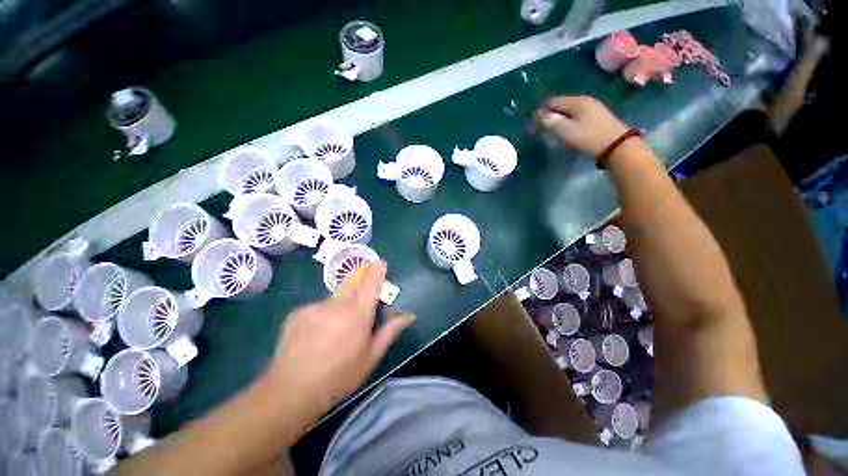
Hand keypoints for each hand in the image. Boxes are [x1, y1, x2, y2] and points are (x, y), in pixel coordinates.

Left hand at [267, 261, 414, 413]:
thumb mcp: (371, 356)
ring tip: (335, 329)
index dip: (377, 270)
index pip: (371, 283)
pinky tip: (317, 334)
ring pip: (334, 297)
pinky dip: (322, 315)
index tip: (381, 262)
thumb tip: (409, 315)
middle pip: (352, 281)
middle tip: (361, 293)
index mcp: (357, 314)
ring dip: (340, 304)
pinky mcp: (298, 313)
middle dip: (360, 278)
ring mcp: (315, 307)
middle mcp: (336, 304)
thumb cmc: (340, 376)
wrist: (291, 391)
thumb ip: (390, 331)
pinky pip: (317, 307)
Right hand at [533, 96, 630, 155]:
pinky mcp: (598, 115)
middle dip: (550, 113)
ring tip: (552, 128)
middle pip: (561, 103)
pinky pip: (577, 113)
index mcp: (576, 102)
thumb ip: (551, 122)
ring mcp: (593, 106)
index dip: (541, 110)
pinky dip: (568, 119)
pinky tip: (567, 128)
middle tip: (541, 126)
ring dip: (559, 116)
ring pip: (569, 109)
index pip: (553, 101)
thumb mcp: (566, 131)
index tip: (533, 121)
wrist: (616, 145)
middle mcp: (584, 100)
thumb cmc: (588, 137)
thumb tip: (539, 115)